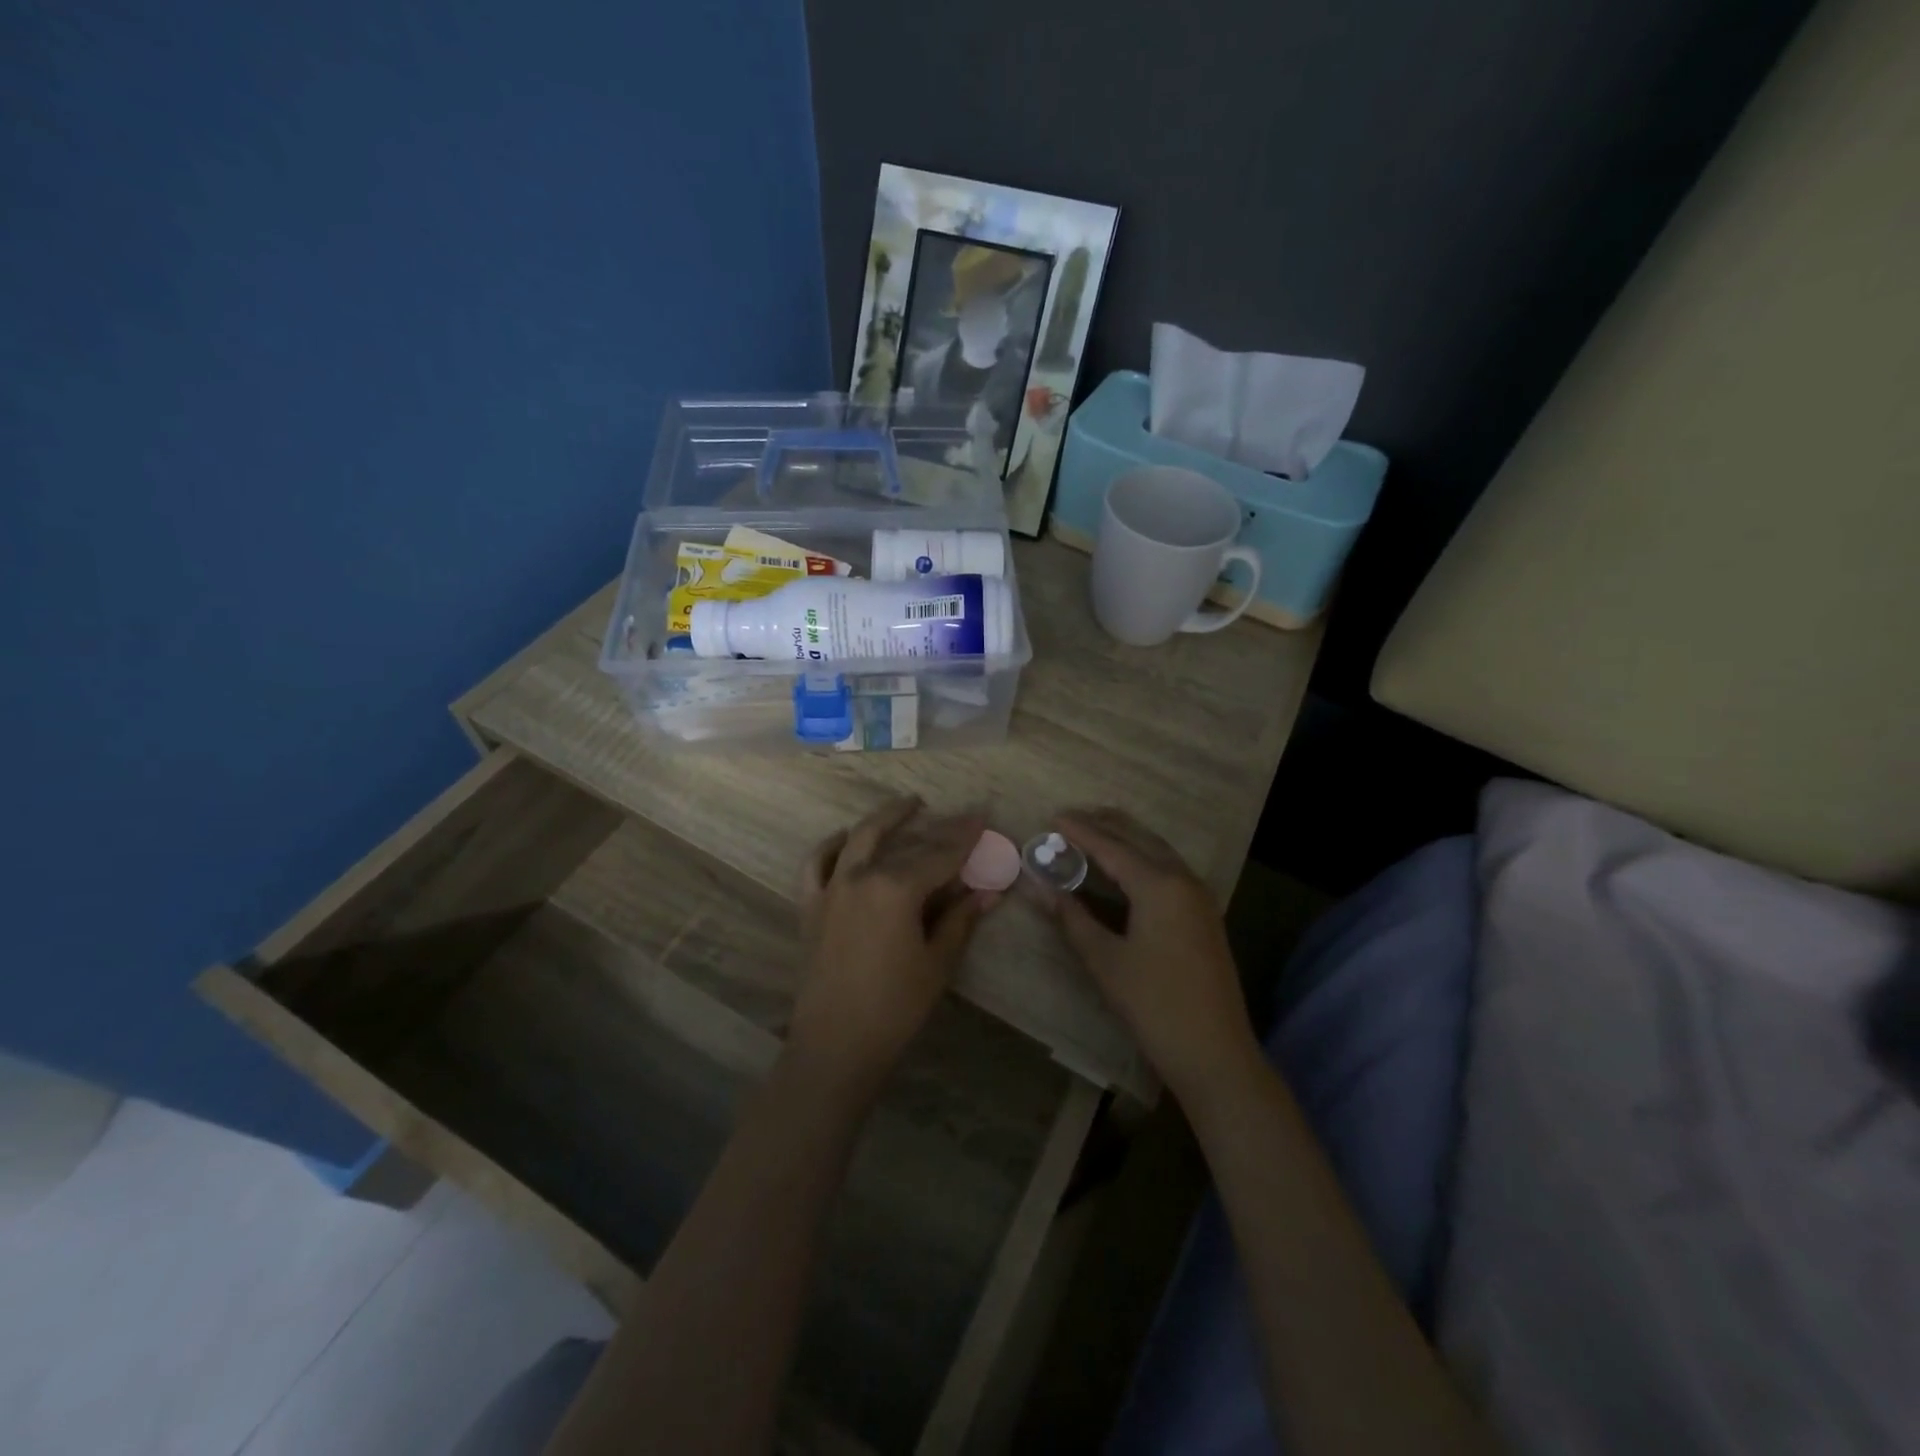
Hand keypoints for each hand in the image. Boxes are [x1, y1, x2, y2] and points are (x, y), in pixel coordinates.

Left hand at [788, 797, 995, 1098]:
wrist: (835, 1044)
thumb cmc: (895, 1007)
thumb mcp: (937, 962)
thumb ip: (960, 919)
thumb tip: (989, 891)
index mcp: (896, 889)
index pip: (940, 855)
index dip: (965, 837)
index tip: (983, 817)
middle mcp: (861, 877)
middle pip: (905, 843)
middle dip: (937, 827)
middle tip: (960, 817)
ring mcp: (831, 888)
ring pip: (859, 839)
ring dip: (884, 818)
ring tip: (907, 806)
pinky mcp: (811, 906)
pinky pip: (817, 863)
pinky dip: (832, 845)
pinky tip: (845, 838)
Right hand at [1042, 809, 1259, 1104]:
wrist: (1215, 1053)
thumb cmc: (1154, 1005)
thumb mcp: (1105, 960)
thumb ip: (1071, 918)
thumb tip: (1038, 886)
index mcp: (1159, 885)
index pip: (1112, 847)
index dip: (1081, 832)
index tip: (1054, 816)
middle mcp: (1183, 880)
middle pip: (1140, 839)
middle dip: (1107, 825)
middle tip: (1073, 817)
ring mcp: (1199, 898)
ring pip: (1159, 852)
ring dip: (1127, 838)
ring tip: (1097, 832)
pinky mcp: (1204, 916)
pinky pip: (1170, 870)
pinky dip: (1144, 858)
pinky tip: (1128, 869)